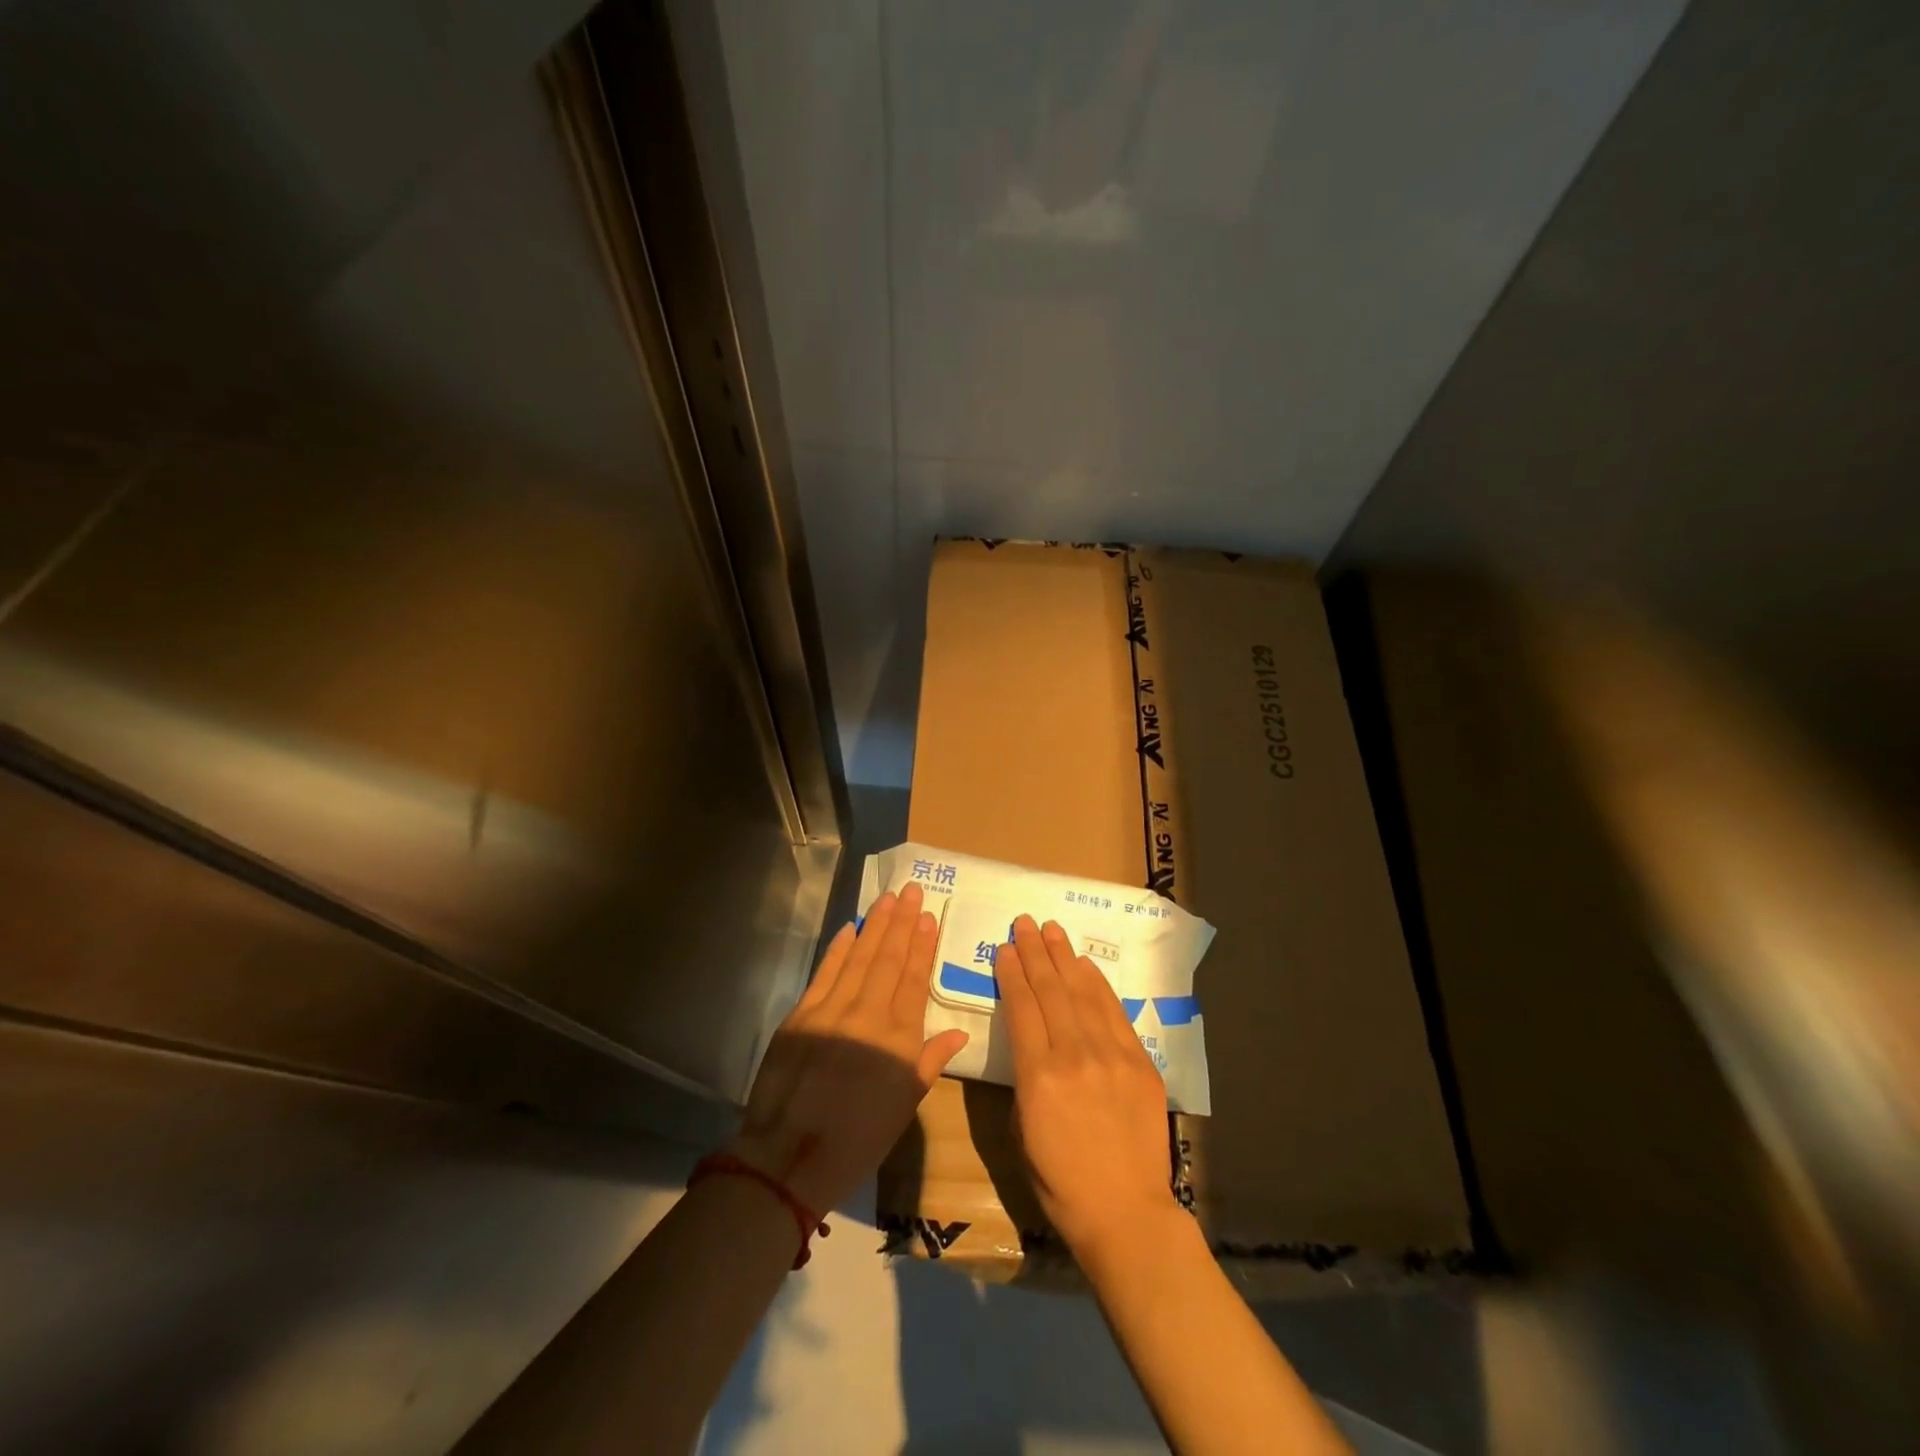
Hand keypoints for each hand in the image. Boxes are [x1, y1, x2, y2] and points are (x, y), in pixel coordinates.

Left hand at [729, 881, 968, 1216]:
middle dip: (901, 923)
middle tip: (911, 890)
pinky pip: (824, 972)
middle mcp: (868, 1014)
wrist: (788, 1157)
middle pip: (887, 959)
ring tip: (887, 899)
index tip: (928, 917)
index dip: (922, 946)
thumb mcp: (904, 1107)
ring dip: (874, 926)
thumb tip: (958, 1033)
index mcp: (898, 1039)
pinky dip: (838, 948)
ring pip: (858, 957)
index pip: (913, 980)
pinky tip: (850, 928)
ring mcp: (831, 1010)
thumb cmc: (857, 1140)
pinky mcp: (801, 1014)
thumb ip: (928, 1062)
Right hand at [993, 914, 1177, 1256]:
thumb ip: (1023, 1080)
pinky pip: (1114, 1013)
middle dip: (1035, 952)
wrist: (1126, 1212)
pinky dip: (1097, 985)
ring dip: (1064, 958)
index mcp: (1038, 1077)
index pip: (1022, 1008)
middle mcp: (1074, 1056)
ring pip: (1082, 993)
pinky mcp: (1139, 1062)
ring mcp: (1111, 1056)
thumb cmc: (1061, 1183)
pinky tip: (1085, 966)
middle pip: (1050, 991)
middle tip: (1025, 922)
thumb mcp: (1021, 1133)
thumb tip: (1030, 1046)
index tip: (1004, 948)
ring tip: (1051, 930)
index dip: (1012, 974)